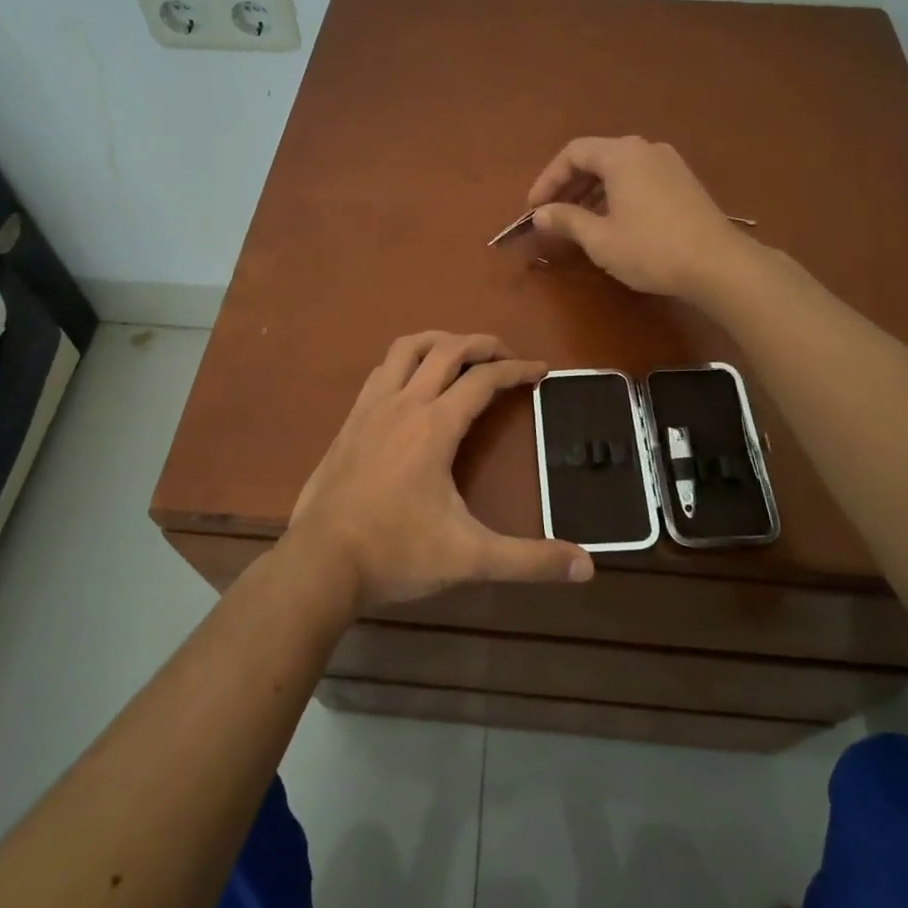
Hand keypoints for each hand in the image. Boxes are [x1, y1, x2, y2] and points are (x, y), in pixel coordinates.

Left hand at [285, 332, 593, 608]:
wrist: (320, 563)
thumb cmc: (396, 553)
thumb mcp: (469, 558)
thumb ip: (528, 560)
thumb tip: (587, 566)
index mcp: (435, 426)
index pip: (484, 380)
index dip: (517, 370)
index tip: (541, 371)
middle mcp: (404, 404)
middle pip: (447, 350)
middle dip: (482, 344)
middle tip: (506, 356)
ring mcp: (371, 408)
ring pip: (406, 349)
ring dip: (438, 341)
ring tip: (460, 354)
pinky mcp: (349, 422)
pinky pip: (381, 371)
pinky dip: (405, 362)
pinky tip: (411, 384)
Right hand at [527, 136, 749, 299]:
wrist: (719, 264)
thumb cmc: (652, 249)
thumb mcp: (600, 239)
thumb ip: (567, 220)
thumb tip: (540, 214)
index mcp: (621, 155)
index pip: (573, 153)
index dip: (548, 179)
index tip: (534, 208)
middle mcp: (645, 149)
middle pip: (597, 157)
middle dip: (569, 185)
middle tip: (553, 214)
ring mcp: (669, 163)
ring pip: (619, 168)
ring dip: (593, 191)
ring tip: (579, 221)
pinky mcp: (684, 182)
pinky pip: (639, 178)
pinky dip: (617, 193)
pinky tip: (613, 221)